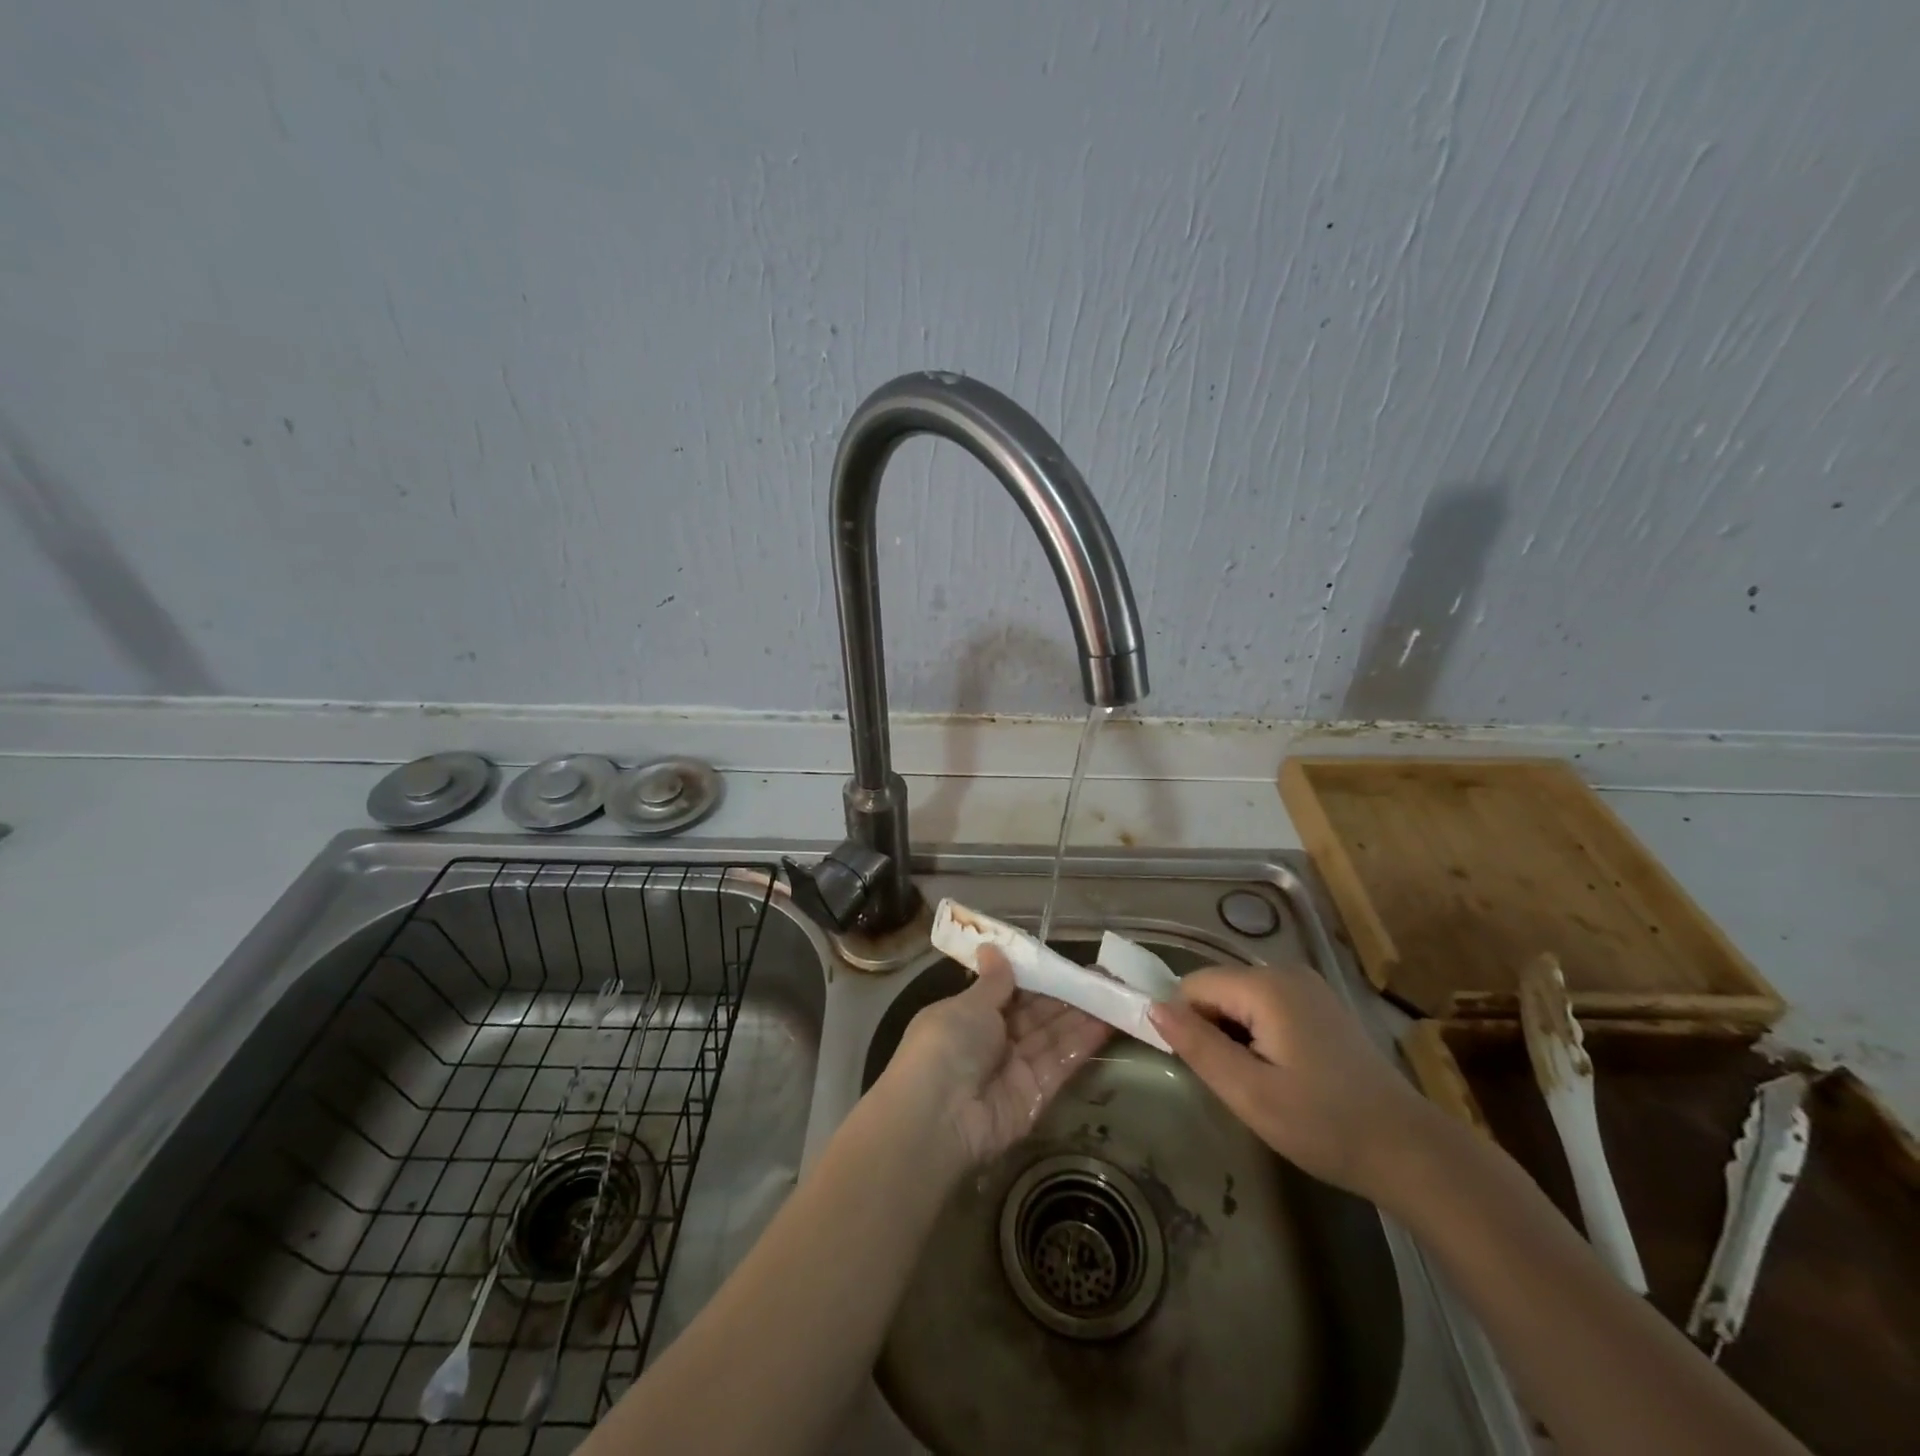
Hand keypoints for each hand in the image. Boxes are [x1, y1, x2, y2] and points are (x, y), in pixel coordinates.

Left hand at [888, 948, 1111, 1167]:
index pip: (1010, 992)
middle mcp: (993, 1041)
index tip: (1066, 962)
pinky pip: (1061, 1062)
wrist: (938, 1116)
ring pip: (1053, 1036)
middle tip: (1103, 975)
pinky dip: (1083, 1042)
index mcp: (970, 1015)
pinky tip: (1108, 1020)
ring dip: (1082, 1014)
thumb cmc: (946, 1044)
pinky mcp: (1036, 1095)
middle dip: (1067, 994)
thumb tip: (991, 946)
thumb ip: (992, 981)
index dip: (1038, 977)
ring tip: (1115, 991)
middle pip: (1036, 1014)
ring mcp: (1016, 1069)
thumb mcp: (968, 1005)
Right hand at [1148, 964, 1436, 1201]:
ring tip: (1262, 1083)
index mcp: (1265, 986)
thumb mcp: (1249, 1092)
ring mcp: (1308, 986)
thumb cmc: (1324, 1124)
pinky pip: (1267, 1006)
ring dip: (1236, 1036)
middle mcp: (1285, 971)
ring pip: (1240, 999)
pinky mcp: (1321, 1005)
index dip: (1187, 1025)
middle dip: (1213, 1031)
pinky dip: (1260, 1034)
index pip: (1193, 986)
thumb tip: (1152, 1007)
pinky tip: (1285, 1074)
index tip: (1205, 1069)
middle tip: (1237, 1083)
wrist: (1410, 1151)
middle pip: (1218, 989)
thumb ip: (1197, 1045)